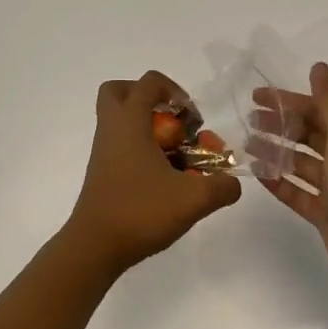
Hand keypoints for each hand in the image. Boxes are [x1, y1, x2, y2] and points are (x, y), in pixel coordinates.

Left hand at [68, 71, 242, 270]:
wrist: (95, 246)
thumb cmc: (140, 211)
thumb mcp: (193, 199)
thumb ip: (221, 187)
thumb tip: (232, 183)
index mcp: (129, 122)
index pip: (148, 82)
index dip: (175, 91)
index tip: (191, 118)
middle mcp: (112, 129)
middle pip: (121, 92)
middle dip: (149, 99)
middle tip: (172, 121)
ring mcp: (103, 151)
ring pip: (120, 120)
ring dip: (148, 128)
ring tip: (174, 154)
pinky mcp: (102, 171)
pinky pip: (121, 144)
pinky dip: (141, 150)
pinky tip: (163, 178)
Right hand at [252, 62, 327, 308]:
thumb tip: (319, 67)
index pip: (317, 110)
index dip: (288, 101)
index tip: (256, 96)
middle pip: (308, 135)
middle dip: (279, 125)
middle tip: (247, 121)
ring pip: (300, 163)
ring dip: (275, 152)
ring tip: (246, 146)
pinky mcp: (325, 214)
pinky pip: (297, 192)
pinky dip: (279, 182)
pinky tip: (258, 174)